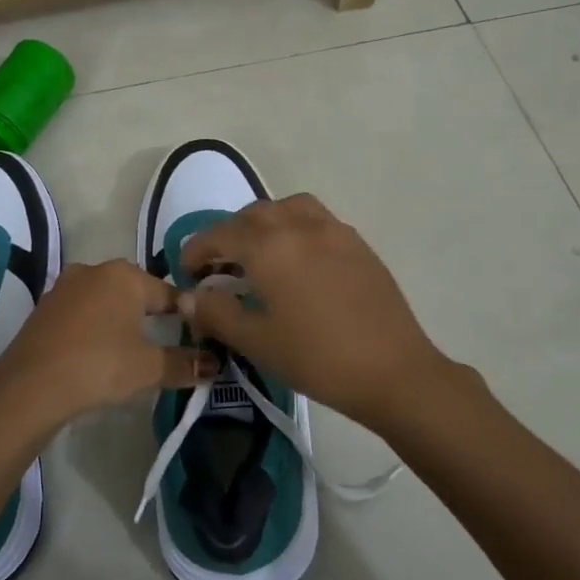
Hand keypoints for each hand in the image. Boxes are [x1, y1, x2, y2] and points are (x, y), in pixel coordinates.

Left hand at [0, 260, 214, 427]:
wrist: (30, 386)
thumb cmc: (99, 366)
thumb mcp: (148, 368)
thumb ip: (184, 363)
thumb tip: (214, 364)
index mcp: (125, 275)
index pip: (168, 292)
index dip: (186, 315)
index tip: (198, 335)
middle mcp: (94, 270)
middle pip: (135, 291)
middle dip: (150, 314)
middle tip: (164, 344)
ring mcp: (64, 287)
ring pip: (105, 300)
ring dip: (119, 320)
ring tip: (131, 350)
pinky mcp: (44, 308)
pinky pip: (81, 313)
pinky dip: (94, 328)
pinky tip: (97, 352)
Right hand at [177, 193, 456, 431]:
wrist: (394, 371)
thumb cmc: (317, 358)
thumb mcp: (257, 341)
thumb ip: (216, 313)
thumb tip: (188, 297)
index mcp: (269, 247)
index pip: (219, 235)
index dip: (196, 251)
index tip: (186, 273)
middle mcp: (299, 226)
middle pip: (252, 215)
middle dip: (227, 235)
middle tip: (218, 266)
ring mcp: (333, 230)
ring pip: (287, 208)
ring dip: (263, 223)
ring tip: (258, 253)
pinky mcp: (357, 243)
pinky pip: (315, 219)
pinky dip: (293, 227)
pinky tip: (296, 261)